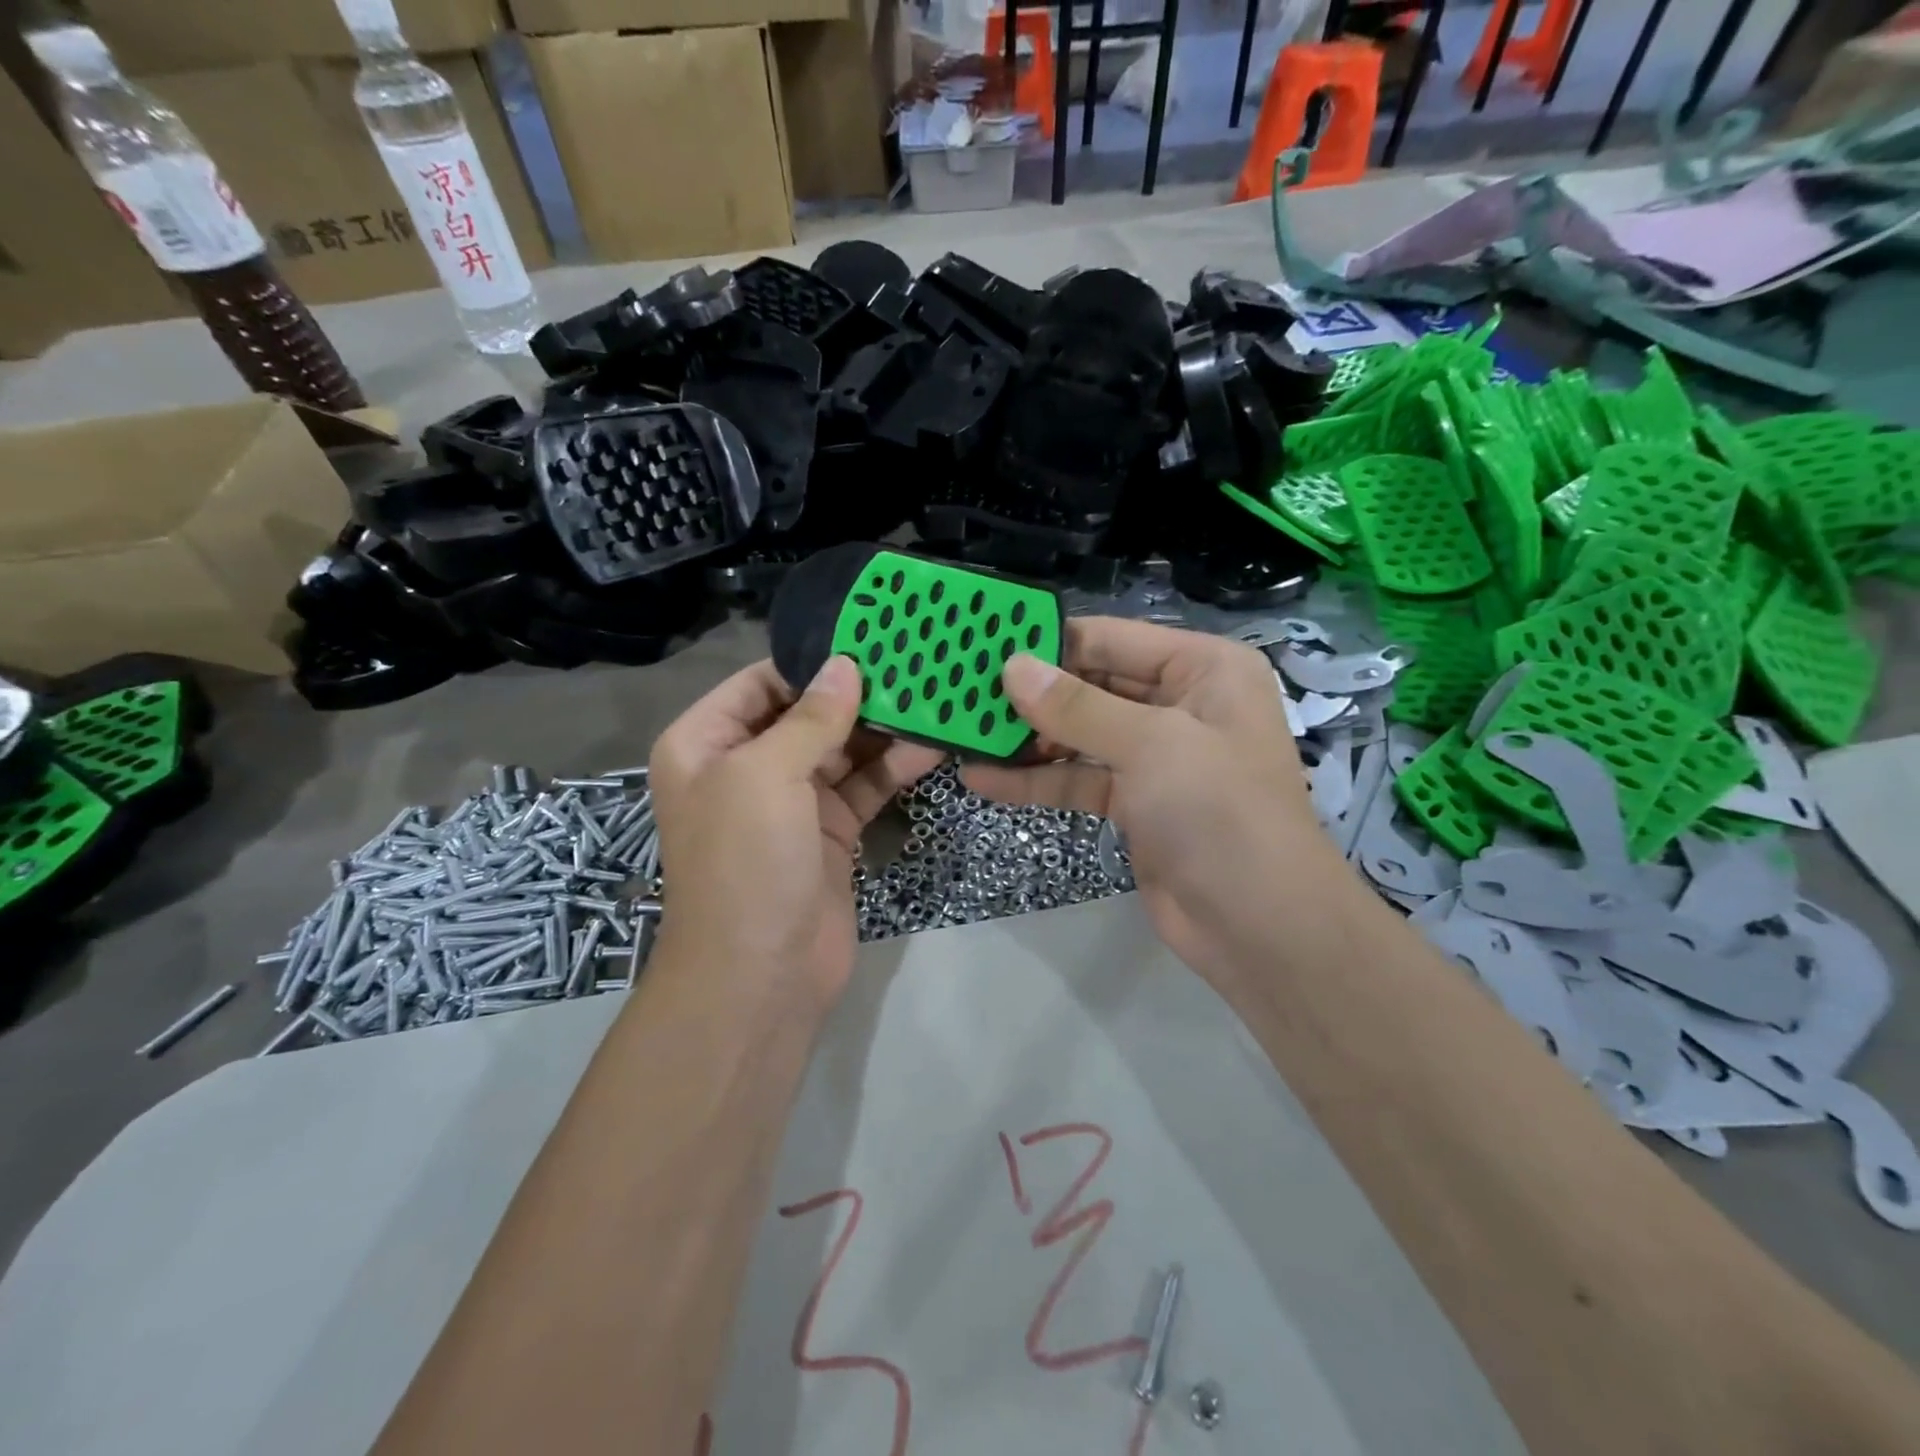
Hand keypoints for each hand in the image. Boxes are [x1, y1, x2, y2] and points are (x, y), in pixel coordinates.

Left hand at [649, 657, 943, 1009]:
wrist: (761, 977)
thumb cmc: (745, 863)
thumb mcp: (766, 776)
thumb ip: (810, 718)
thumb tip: (845, 665)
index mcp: (706, 744)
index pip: (760, 683)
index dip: (810, 663)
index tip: (868, 640)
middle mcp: (746, 767)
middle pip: (805, 714)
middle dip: (855, 694)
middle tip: (913, 663)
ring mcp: (791, 802)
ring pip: (841, 750)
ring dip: (881, 729)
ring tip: (932, 697)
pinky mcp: (830, 832)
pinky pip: (862, 787)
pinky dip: (893, 768)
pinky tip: (931, 747)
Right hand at [965, 618, 1353, 985]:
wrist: (1260, 926)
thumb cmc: (1218, 811)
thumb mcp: (1149, 745)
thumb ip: (1076, 706)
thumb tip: (1012, 666)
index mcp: (1203, 668)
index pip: (1112, 639)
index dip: (1049, 642)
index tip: (984, 645)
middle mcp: (1181, 703)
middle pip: (1092, 685)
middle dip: (1032, 694)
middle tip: (963, 694)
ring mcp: (1157, 756)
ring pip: (1081, 735)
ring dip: (1028, 740)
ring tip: (965, 736)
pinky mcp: (1136, 802)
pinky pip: (1080, 779)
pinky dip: (1038, 781)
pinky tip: (984, 781)